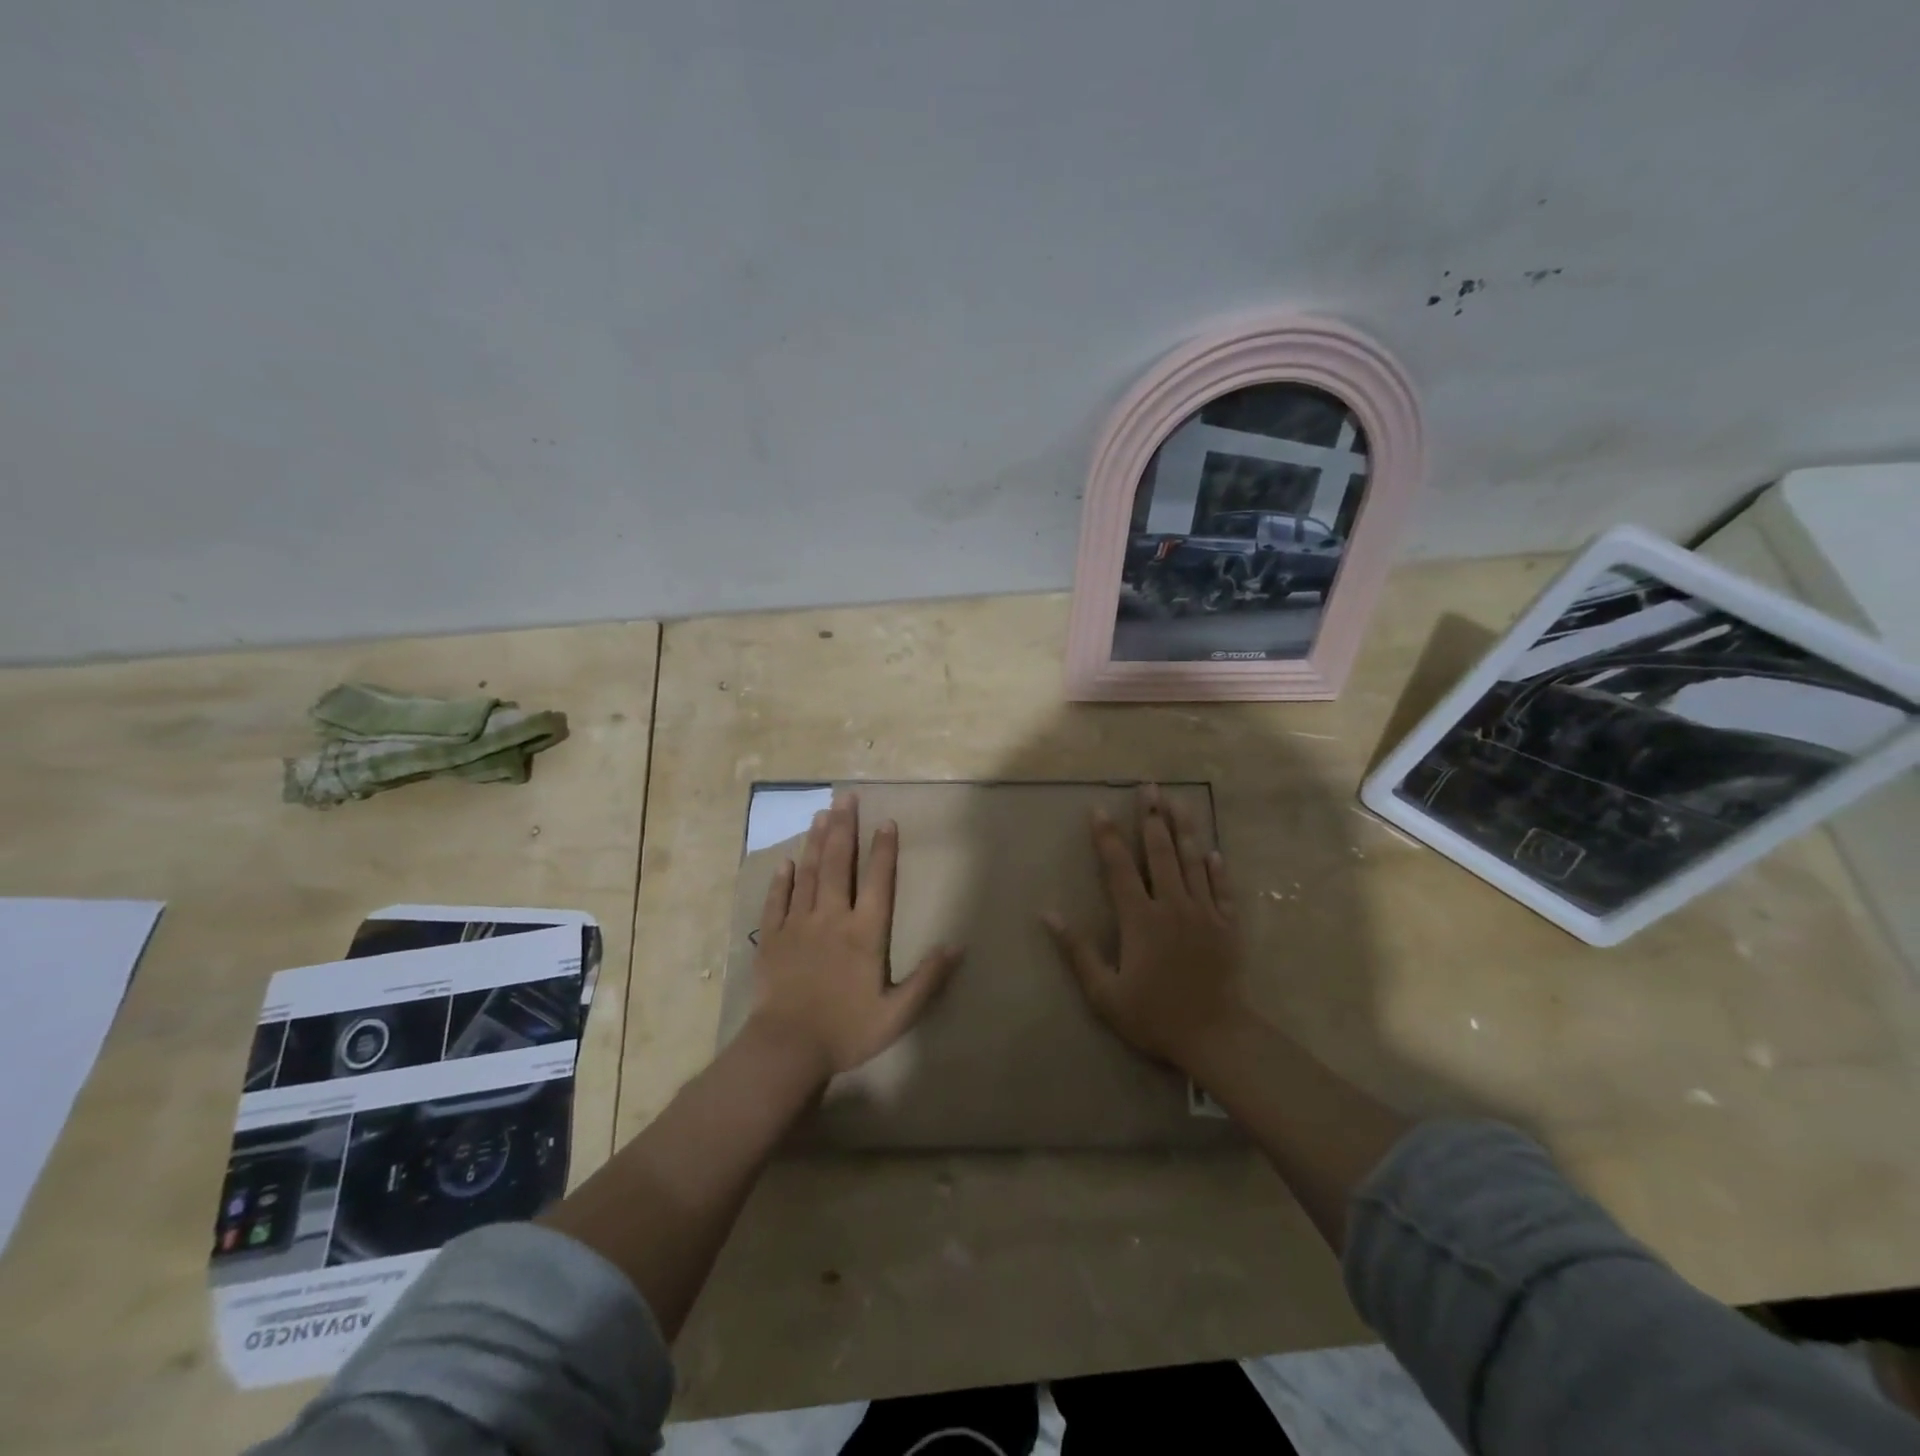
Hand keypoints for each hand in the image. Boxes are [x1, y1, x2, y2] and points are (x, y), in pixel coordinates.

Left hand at [748, 794, 961, 1080]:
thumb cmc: (847, 1031)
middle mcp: (832, 918)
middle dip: (844, 828)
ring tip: (821, 813)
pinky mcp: (773, 938)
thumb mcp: (898, 1013)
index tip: (885, 821)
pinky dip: (783, 879)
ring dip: (815, 841)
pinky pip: (778, 900)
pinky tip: (787, 861)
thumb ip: (928, 979)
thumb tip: (957, 946)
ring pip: (809, 874)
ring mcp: (799, 925)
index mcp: (865, 933)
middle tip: (846, 797)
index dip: (883, 849)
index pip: (878, 880)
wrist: (787, 1048)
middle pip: (839, 864)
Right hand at [1043, 784, 1246, 1071]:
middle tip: (1149, 786)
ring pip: (1193, 861)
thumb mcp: (1104, 992)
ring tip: (1179, 800)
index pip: (1119, 867)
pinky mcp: (1228, 926)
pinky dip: (1217, 868)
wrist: (1216, 1036)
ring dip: (1185, 828)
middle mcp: (1172, 905)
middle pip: (1161, 852)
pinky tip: (1213, 850)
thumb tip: (1048, 913)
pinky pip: (1222, 888)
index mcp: (1140, 918)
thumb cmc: (1154, 1016)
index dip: (1107, 836)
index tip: (1098, 809)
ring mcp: (1204, 913)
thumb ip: (1077, 950)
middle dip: (1152, 817)